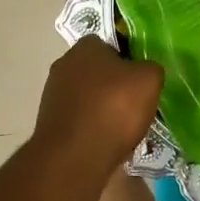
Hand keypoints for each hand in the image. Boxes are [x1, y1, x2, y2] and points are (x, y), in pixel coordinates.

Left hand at [33, 38, 162, 173]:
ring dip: (102, 108)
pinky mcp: (49, 122)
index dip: (128, 59)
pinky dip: (91, 127)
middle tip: (135, 104)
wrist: (75, 156)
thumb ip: (150, 68)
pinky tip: (105, 142)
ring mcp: (53, 94)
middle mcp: (64, 64)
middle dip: (114, 85)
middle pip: (97, 71)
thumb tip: (146, 71)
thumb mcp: (149, 80)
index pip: (110, 44)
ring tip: (123, 128)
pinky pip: (79, 119)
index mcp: (85, 46)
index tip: (141, 79)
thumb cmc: (114, 108)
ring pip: (87, 96)